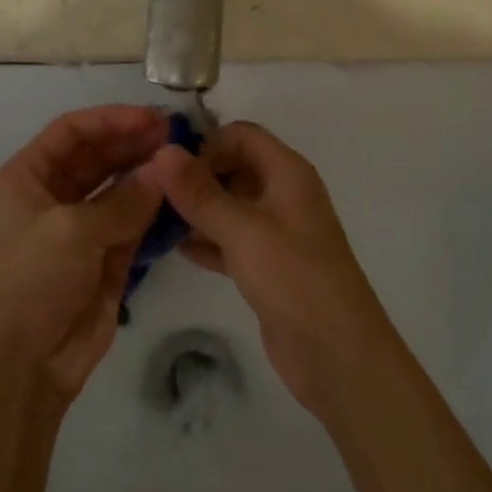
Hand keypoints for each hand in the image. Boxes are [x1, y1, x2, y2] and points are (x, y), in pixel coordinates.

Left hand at [0, 106, 165, 402]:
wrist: (18, 367)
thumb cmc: (29, 282)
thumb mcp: (71, 231)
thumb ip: (124, 199)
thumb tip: (165, 169)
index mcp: (27, 178)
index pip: (71, 132)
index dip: (110, 120)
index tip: (151, 118)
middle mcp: (53, 197)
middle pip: (97, 157)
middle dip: (133, 144)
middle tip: (176, 136)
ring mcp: (81, 229)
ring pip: (119, 189)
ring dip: (147, 175)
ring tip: (184, 163)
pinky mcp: (105, 260)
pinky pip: (134, 224)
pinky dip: (155, 211)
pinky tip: (180, 198)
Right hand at [147, 122, 397, 418]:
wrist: (338, 356)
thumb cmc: (293, 278)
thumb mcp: (242, 230)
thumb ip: (200, 192)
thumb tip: (162, 151)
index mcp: (287, 172)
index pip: (241, 135)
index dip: (207, 145)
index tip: (171, 171)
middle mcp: (282, 194)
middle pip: (233, 167)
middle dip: (195, 178)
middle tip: (153, 196)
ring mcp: (276, 232)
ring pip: (229, 206)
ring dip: (196, 211)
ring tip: (154, 222)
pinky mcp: (267, 266)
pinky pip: (230, 240)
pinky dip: (206, 241)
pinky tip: (175, 250)